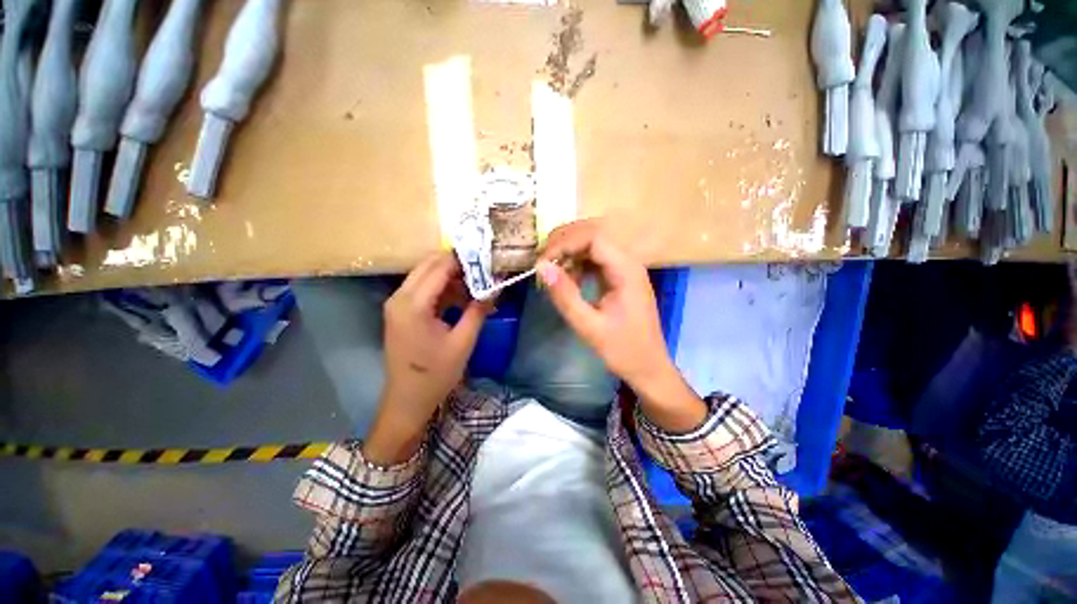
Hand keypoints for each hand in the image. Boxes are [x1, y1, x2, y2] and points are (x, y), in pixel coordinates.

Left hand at [364, 252, 490, 464]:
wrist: (407, 400)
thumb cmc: (436, 374)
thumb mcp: (463, 342)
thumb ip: (478, 310)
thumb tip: (496, 287)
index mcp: (413, 304)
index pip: (440, 267)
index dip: (464, 260)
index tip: (487, 259)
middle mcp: (400, 297)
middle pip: (429, 265)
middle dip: (458, 264)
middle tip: (484, 270)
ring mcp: (397, 304)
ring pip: (426, 275)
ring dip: (451, 277)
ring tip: (478, 285)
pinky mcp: (401, 311)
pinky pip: (424, 289)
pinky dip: (443, 289)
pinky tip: (463, 298)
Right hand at [537, 220, 706, 432]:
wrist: (648, 367)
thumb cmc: (623, 350)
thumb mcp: (589, 326)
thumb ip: (565, 296)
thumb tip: (542, 267)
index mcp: (626, 270)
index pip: (593, 238)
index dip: (564, 244)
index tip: (542, 262)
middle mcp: (627, 262)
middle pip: (594, 234)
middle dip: (564, 242)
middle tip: (542, 260)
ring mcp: (624, 268)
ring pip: (593, 245)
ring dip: (569, 252)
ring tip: (550, 269)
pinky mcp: (618, 277)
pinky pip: (595, 260)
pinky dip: (577, 263)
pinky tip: (567, 278)